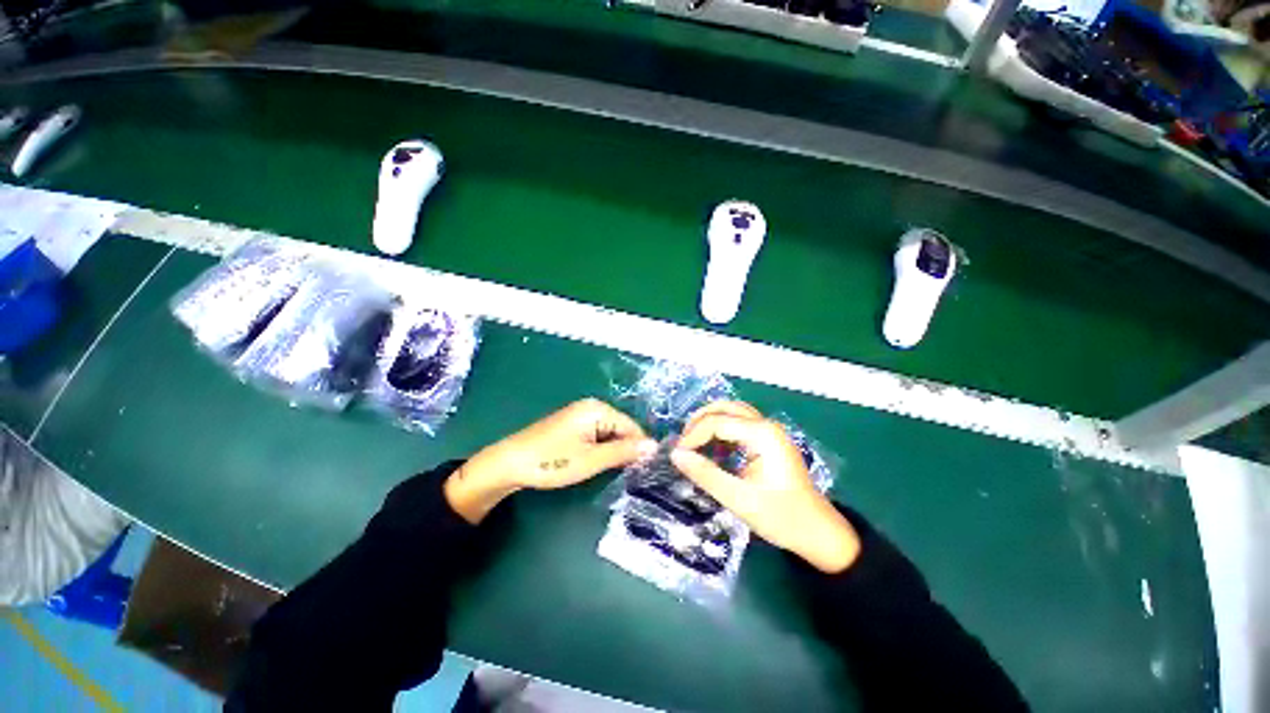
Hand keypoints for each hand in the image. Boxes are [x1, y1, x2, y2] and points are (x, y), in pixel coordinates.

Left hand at [445, 399, 655, 522]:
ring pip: (609, 434)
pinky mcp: (573, 425)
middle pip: (621, 429)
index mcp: (598, 409)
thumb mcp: (591, 459)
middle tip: (627, 475)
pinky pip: (597, 435)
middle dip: (625, 450)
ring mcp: (581, 415)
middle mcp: (592, 407)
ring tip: (612, 471)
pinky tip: (596, 463)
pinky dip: (600, 449)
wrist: (509, 463)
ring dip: (612, 451)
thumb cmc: (552, 461)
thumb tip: (654, 447)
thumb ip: (624, 452)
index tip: (644, 471)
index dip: (639, 449)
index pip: (632, 427)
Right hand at [670, 401, 860, 573]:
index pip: (717, 422)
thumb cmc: (782, 518)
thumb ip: (706, 475)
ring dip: (710, 423)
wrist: (819, 533)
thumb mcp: (740, 500)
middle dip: (700, 422)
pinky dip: (722, 432)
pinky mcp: (768, 441)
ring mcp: (769, 432)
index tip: (677, 455)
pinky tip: (713, 450)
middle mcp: (766, 425)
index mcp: (762, 434)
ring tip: (692, 443)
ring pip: (732, 413)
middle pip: (725, 409)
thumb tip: (676, 455)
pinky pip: (739, 426)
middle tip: (683, 443)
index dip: (693, 436)